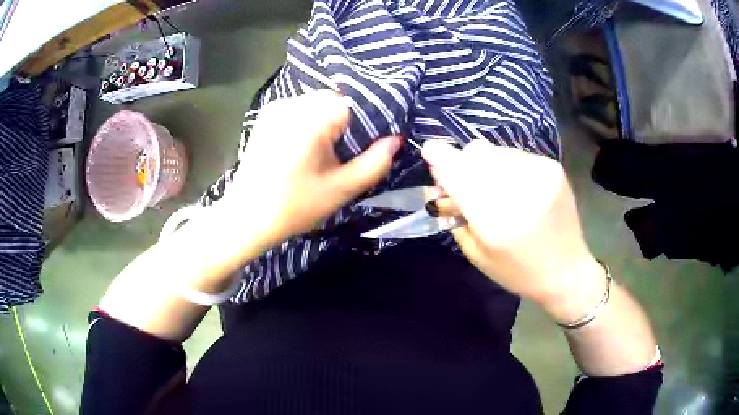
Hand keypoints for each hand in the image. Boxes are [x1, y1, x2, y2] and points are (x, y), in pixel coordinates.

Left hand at [220, 90, 400, 248]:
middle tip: (348, 152)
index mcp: (312, 118)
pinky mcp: (266, 114)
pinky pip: (300, 108)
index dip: (368, 123)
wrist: (246, 217)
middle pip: (336, 100)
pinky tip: (306, 146)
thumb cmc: (294, 207)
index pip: (356, 103)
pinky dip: (311, 121)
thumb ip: (375, 163)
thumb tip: (395, 140)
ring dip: (329, 120)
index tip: (370, 145)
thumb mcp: (341, 189)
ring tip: (326, 151)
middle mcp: (293, 102)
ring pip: (318, 103)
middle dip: (348, 122)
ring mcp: (276, 106)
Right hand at [422, 140, 605, 319]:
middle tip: (464, 183)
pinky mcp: (552, 167)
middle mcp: (518, 189)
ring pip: (495, 150)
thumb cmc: (517, 271)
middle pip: (475, 153)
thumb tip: (439, 183)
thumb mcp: (477, 253)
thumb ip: (455, 214)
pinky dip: (506, 166)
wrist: (566, 270)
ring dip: (485, 164)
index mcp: (495, 219)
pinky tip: (514, 187)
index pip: (459, 173)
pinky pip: (515, 154)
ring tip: (493, 188)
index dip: (440, 158)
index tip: (429, 152)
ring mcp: (539, 173)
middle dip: (462, 163)